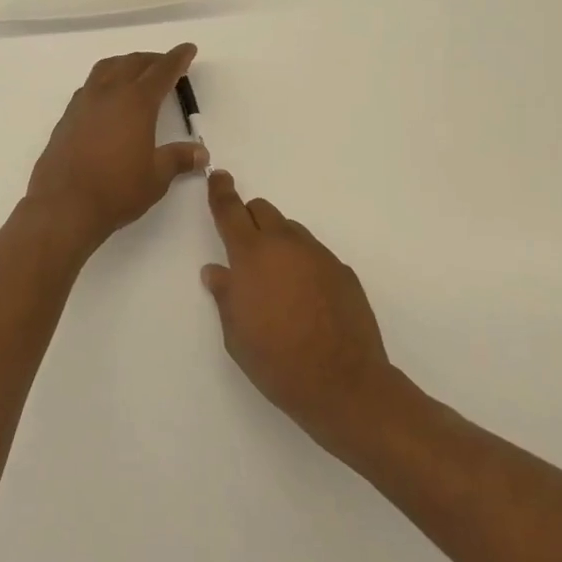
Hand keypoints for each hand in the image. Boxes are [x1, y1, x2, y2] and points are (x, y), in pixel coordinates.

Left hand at [25, 44, 208, 246]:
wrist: (64, 206)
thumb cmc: (117, 190)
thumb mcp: (156, 177)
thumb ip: (178, 159)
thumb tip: (201, 153)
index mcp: (136, 102)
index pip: (161, 71)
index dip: (177, 59)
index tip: (188, 49)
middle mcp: (108, 94)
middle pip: (132, 63)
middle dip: (152, 59)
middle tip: (166, 63)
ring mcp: (83, 103)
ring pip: (106, 69)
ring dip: (125, 64)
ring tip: (136, 72)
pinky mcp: (66, 118)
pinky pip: (89, 86)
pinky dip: (104, 81)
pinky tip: (108, 98)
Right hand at [202, 171, 400, 455]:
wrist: (344, 385)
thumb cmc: (277, 361)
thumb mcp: (236, 334)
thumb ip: (225, 295)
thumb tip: (217, 271)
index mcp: (251, 255)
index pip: (230, 209)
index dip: (220, 191)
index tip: (218, 177)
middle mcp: (285, 244)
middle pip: (262, 210)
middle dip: (249, 220)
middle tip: (245, 250)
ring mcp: (318, 255)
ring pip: (291, 231)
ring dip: (278, 242)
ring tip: (278, 282)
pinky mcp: (343, 271)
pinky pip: (315, 254)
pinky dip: (303, 264)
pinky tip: (306, 299)